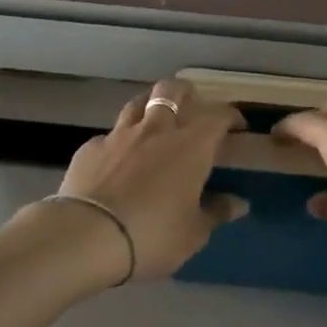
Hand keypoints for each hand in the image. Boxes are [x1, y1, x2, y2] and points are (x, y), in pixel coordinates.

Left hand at [53, 80, 247, 281]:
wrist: (87, 236)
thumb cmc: (153, 235)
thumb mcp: (193, 232)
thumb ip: (216, 212)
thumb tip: (239, 203)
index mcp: (190, 146)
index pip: (217, 115)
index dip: (230, 115)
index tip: (236, 126)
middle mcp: (156, 130)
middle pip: (171, 90)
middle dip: (186, 92)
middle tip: (193, 106)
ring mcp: (119, 135)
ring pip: (138, 103)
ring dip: (150, 106)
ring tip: (155, 121)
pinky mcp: (90, 148)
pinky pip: (110, 134)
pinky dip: (119, 140)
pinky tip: (118, 157)